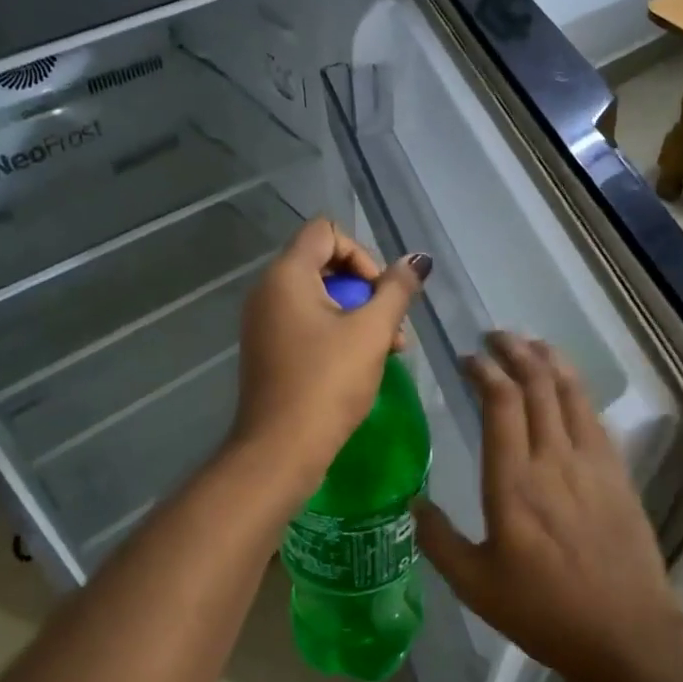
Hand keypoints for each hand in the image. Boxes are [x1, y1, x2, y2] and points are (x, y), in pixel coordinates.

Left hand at [230, 217, 430, 493]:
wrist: (280, 450)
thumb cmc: (327, 384)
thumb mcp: (371, 332)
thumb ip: (396, 290)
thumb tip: (418, 260)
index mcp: (286, 275)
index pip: (326, 232)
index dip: (362, 254)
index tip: (379, 293)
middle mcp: (268, 291)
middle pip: (325, 264)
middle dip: (367, 290)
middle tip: (392, 327)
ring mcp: (264, 322)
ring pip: (320, 298)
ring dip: (358, 315)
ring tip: (390, 350)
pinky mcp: (269, 349)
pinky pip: (307, 323)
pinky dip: (337, 333)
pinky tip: (363, 363)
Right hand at [413, 332, 682, 681]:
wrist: (627, 634)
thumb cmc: (544, 611)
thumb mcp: (476, 585)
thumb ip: (438, 541)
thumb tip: (412, 504)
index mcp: (513, 483)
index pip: (501, 403)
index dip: (485, 371)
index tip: (468, 358)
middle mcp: (553, 460)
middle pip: (538, 385)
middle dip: (515, 352)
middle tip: (495, 337)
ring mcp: (591, 463)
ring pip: (570, 392)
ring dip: (549, 360)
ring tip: (530, 344)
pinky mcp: (617, 473)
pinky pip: (594, 416)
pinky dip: (576, 389)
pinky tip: (567, 386)